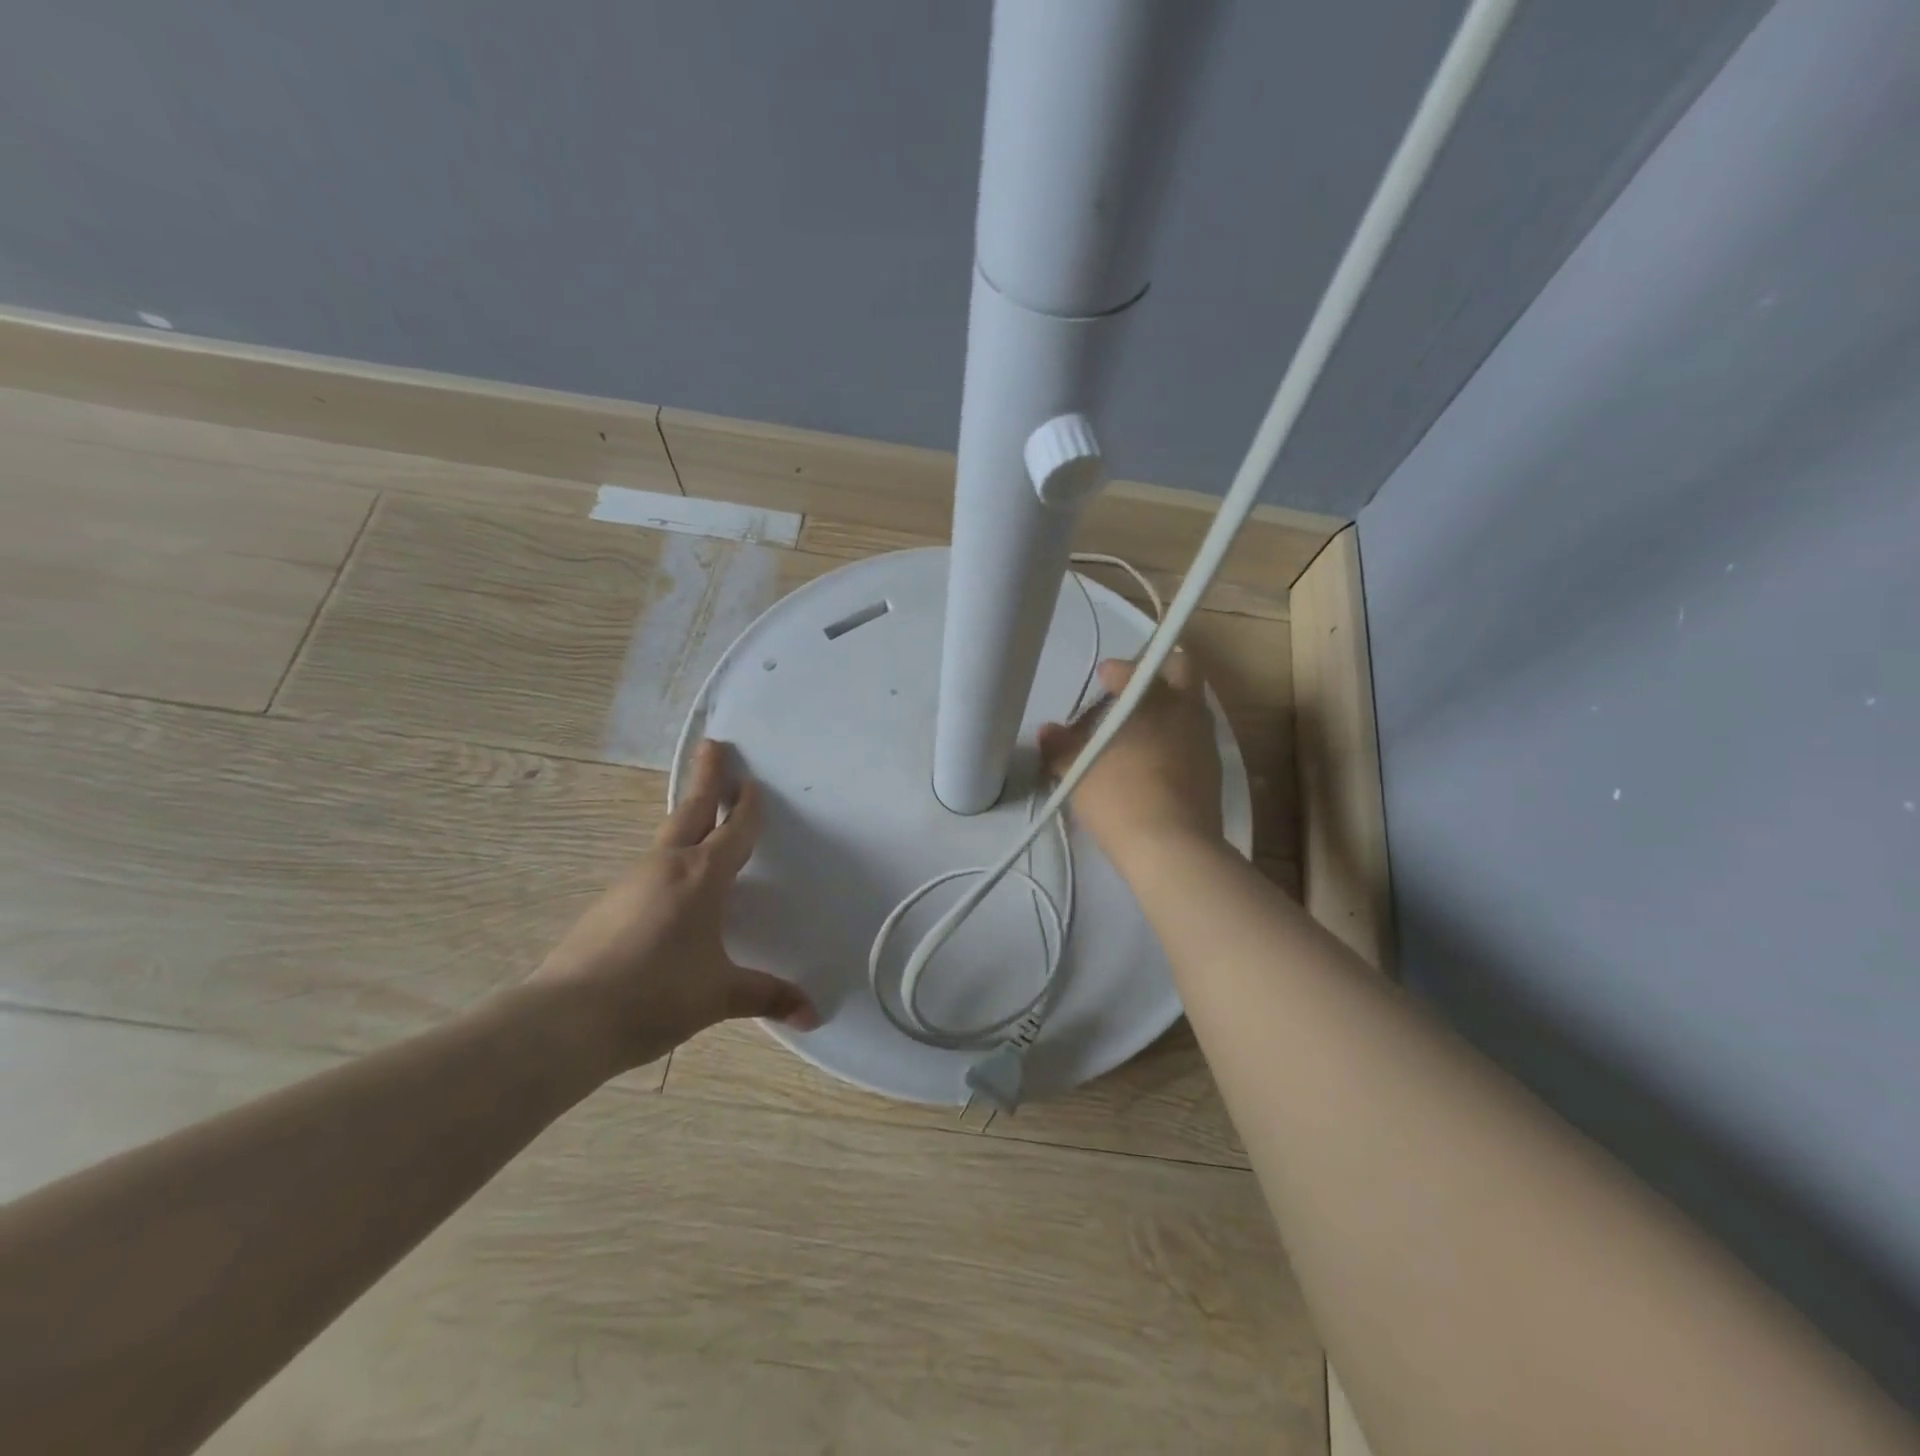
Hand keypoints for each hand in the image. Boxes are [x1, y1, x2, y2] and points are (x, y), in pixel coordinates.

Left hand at [530, 740, 817, 1075]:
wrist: (565, 1021)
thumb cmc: (655, 996)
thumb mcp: (719, 996)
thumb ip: (767, 996)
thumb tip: (812, 1014)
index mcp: (701, 877)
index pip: (734, 830)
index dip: (747, 806)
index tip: (752, 782)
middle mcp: (667, 866)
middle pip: (693, 810)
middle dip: (707, 777)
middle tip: (714, 746)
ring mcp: (632, 882)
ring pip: (668, 836)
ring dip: (688, 817)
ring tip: (701, 814)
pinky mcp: (609, 903)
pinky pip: (651, 865)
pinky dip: (669, 855)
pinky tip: (671, 879)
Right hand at [1038, 653, 1223, 867]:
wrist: (1172, 848)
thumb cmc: (1120, 796)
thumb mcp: (1077, 772)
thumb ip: (1061, 746)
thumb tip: (1047, 730)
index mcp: (1155, 699)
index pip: (1137, 668)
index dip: (1117, 670)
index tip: (1102, 678)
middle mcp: (1186, 711)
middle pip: (1182, 670)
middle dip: (1158, 671)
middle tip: (1131, 688)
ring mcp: (1205, 741)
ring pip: (1190, 706)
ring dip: (1166, 707)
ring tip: (1135, 731)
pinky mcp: (1213, 771)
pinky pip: (1192, 739)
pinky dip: (1173, 738)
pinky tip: (1150, 761)